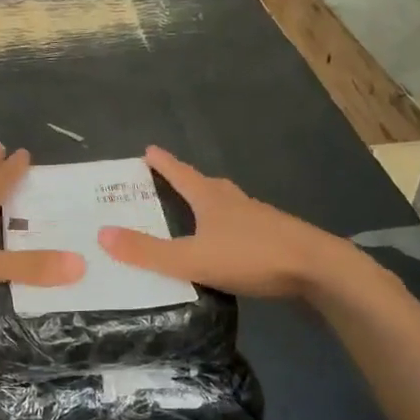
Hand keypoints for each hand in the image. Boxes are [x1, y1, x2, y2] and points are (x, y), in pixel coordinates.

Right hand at [98, 146, 354, 298]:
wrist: (318, 269)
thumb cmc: (251, 256)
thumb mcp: (192, 258)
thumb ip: (148, 252)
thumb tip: (102, 234)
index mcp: (213, 200)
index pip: (181, 175)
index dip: (163, 164)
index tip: (148, 149)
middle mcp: (236, 203)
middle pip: (208, 185)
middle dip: (188, 180)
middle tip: (171, 179)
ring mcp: (260, 219)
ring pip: (229, 205)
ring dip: (212, 204)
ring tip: (199, 212)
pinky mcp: (277, 238)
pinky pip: (245, 227)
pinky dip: (230, 229)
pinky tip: (230, 244)